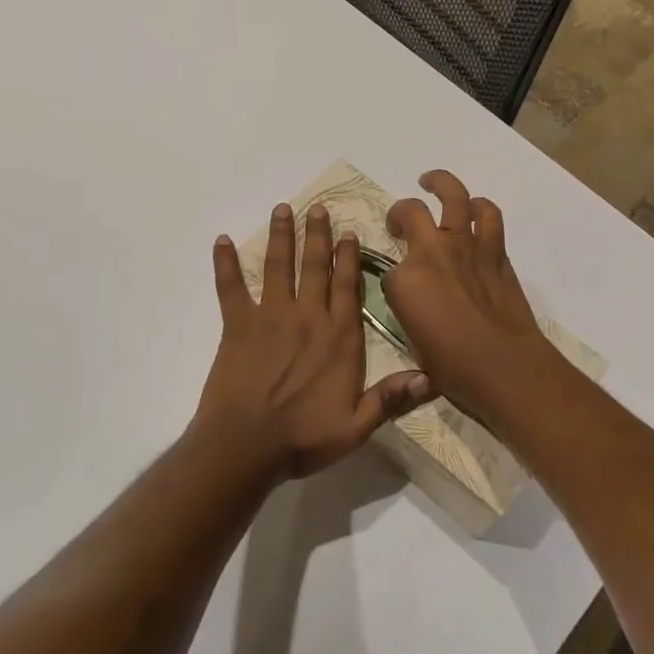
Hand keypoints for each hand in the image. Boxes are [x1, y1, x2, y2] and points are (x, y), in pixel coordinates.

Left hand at [196, 202, 430, 478]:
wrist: (246, 446)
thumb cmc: (304, 438)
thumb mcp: (357, 426)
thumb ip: (391, 398)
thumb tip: (431, 377)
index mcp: (339, 337)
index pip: (347, 287)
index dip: (348, 258)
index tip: (348, 231)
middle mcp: (308, 317)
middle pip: (314, 267)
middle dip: (317, 235)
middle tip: (317, 207)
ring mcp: (271, 317)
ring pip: (278, 267)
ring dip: (280, 236)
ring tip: (282, 209)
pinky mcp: (238, 326)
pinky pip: (231, 289)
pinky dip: (225, 264)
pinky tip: (222, 241)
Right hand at [383, 171, 562, 418]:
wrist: (504, 366)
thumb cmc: (453, 366)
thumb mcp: (413, 341)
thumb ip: (409, 308)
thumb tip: (415, 297)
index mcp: (405, 280)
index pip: (388, 270)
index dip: (394, 282)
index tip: (400, 294)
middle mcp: (432, 252)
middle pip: (410, 211)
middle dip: (399, 213)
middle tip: (398, 222)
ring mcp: (466, 246)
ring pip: (453, 196)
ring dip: (440, 183)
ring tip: (431, 182)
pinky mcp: (495, 251)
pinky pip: (488, 215)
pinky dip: (480, 208)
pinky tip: (474, 209)